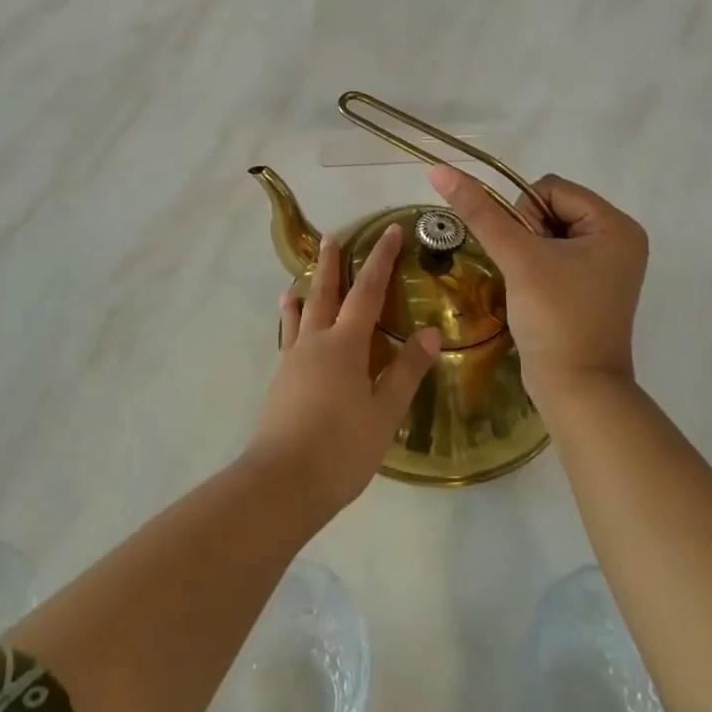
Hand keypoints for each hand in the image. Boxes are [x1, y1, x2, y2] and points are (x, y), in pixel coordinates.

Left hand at [245, 225, 440, 520]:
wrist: (284, 480)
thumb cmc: (342, 447)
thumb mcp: (384, 412)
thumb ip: (406, 370)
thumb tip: (431, 332)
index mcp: (345, 344)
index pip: (367, 291)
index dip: (380, 259)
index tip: (389, 231)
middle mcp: (315, 342)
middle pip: (324, 293)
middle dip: (331, 264)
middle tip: (331, 237)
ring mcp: (293, 360)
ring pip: (300, 314)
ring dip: (304, 290)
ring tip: (299, 276)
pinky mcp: (280, 380)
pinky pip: (287, 338)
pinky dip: (289, 322)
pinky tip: (288, 326)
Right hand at [429, 166, 646, 407]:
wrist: (575, 389)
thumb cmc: (555, 317)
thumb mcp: (517, 257)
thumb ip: (479, 211)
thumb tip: (440, 170)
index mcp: (616, 225)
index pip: (550, 188)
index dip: (525, 214)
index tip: (525, 254)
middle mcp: (618, 239)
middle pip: (550, 207)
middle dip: (526, 233)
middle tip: (528, 271)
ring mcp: (605, 265)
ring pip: (546, 230)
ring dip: (526, 250)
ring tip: (529, 284)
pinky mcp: (590, 285)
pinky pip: (553, 253)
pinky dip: (534, 265)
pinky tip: (533, 291)